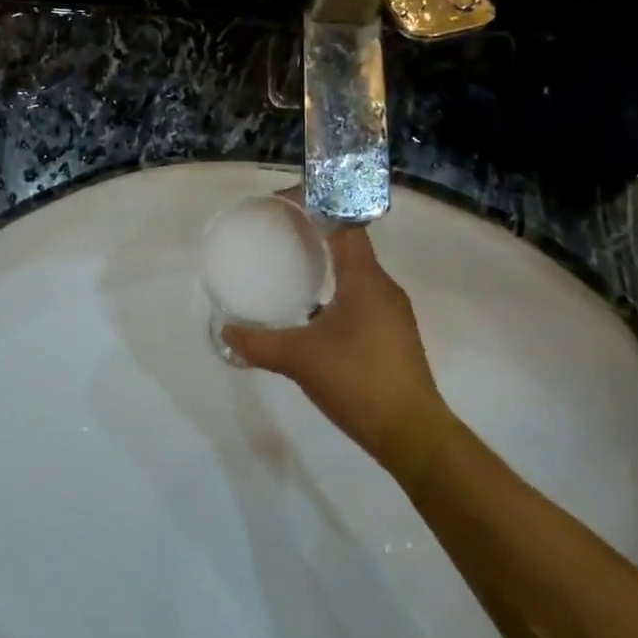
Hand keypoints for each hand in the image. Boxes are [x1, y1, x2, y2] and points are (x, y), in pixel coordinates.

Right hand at [223, 223, 453, 488]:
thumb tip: (226, 332)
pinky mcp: (394, 335)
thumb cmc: (357, 381)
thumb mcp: (299, 359)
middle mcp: (384, 287)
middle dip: (317, 232)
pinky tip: (314, 314)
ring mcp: (393, 312)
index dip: (316, 205)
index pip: (344, 222)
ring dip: (328, 264)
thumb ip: (259, 343)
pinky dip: (337, 292)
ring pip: (357, 273)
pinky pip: (362, 297)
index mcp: (365, 279)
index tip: (283, 205)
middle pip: (351, 243)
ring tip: (293, 269)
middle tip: (281, 234)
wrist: (412, 433)